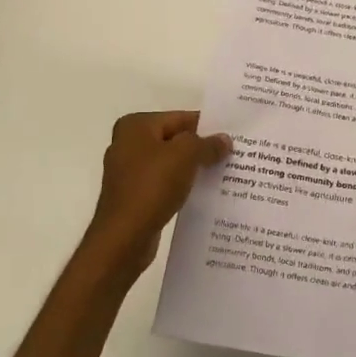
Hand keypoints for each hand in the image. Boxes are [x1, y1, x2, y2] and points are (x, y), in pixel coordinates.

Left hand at [83, 111, 231, 283]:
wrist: (123, 238)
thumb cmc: (152, 187)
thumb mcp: (186, 156)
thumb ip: (207, 144)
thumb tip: (224, 140)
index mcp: (135, 126)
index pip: (180, 118)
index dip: (207, 126)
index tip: (232, 136)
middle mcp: (128, 144)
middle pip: (175, 140)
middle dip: (201, 148)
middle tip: (232, 154)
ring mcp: (128, 172)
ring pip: (170, 163)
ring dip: (193, 168)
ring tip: (223, 174)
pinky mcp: (133, 196)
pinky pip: (164, 184)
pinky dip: (182, 186)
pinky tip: (203, 193)